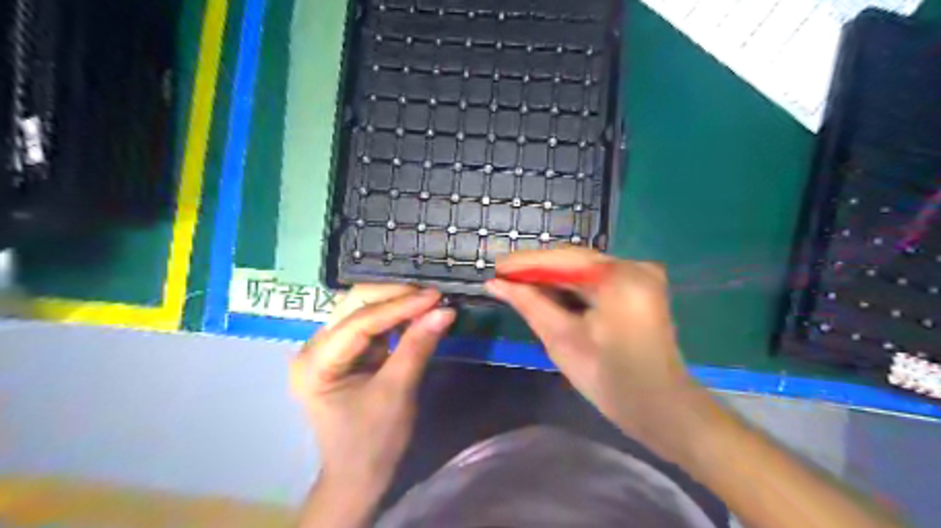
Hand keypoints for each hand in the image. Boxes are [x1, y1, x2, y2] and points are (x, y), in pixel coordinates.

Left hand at [292, 286, 457, 492]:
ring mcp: (329, 347)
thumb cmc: (373, 442)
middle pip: (355, 305)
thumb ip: (417, 347)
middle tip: (433, 295)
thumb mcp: (397, 393)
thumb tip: (445, 310)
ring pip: (363, 309)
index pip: (360, 322)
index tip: (435, 295)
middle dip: (396, 297)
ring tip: (429, 300)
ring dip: (397, 302)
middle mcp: (315, 347)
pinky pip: (372, 323)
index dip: (400, 305)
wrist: (360, 475)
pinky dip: (396, 317)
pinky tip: (417, 313)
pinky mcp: (346, 351)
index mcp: (315, 363)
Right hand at [490, 250, 701, 455]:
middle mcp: (634, 266)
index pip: (563, 259)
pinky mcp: (639, 289)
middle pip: (575, 261)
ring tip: (516, 284)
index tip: (495, 268)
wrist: (659, 407)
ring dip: (552, 278)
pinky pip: (597, 281)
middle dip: (537, 270)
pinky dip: (571, 287)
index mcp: (619, 276)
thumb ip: (529, 303)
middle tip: (501, 276)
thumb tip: (495, 284)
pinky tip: (546, 292)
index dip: (525, 263)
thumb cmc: (608, 378)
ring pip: (584, 271)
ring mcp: (640, 276)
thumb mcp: (562, 338)